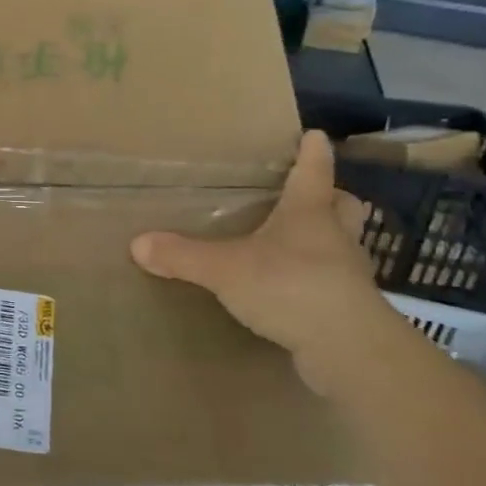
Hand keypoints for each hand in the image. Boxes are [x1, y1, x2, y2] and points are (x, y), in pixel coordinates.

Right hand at [129, 131, 398, 396]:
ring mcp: (347, 274)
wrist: (349, 350)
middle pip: (343, 206)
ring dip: (327, 241)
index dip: (313, 152)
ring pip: (342, 245)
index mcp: (308, 214)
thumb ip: (182, 255)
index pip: (313, 172)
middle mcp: (335, 237)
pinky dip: (317, 281)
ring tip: (297, 244)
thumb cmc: (290, 288)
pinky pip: (334, 284)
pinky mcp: (349, 309)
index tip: (316, 135)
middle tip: (312, 196)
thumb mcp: (225, 269)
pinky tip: (294, 290)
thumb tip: (136, 243)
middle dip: (331, 198)